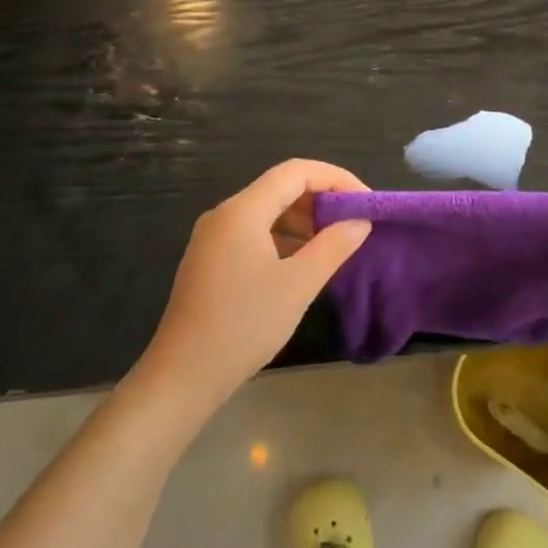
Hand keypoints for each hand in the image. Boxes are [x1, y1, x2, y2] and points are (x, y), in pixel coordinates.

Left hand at [137, 160, 371, 411]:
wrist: (182, 376)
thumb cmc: (244, 325)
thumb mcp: (298, 285)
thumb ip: (333, 246)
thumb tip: (359, 221)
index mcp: (243, 210)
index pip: (296, 172)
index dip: (336, 179)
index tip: (365, 202)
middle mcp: (225, 214)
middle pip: (281, 187)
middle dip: (321, 199)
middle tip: (354, 223)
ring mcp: (214, 237)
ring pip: (267, 211)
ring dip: (303, 220)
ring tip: (335, 243)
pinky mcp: (211, 259)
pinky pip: (254, 232)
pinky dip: (283, 238)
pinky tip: (302, 262)